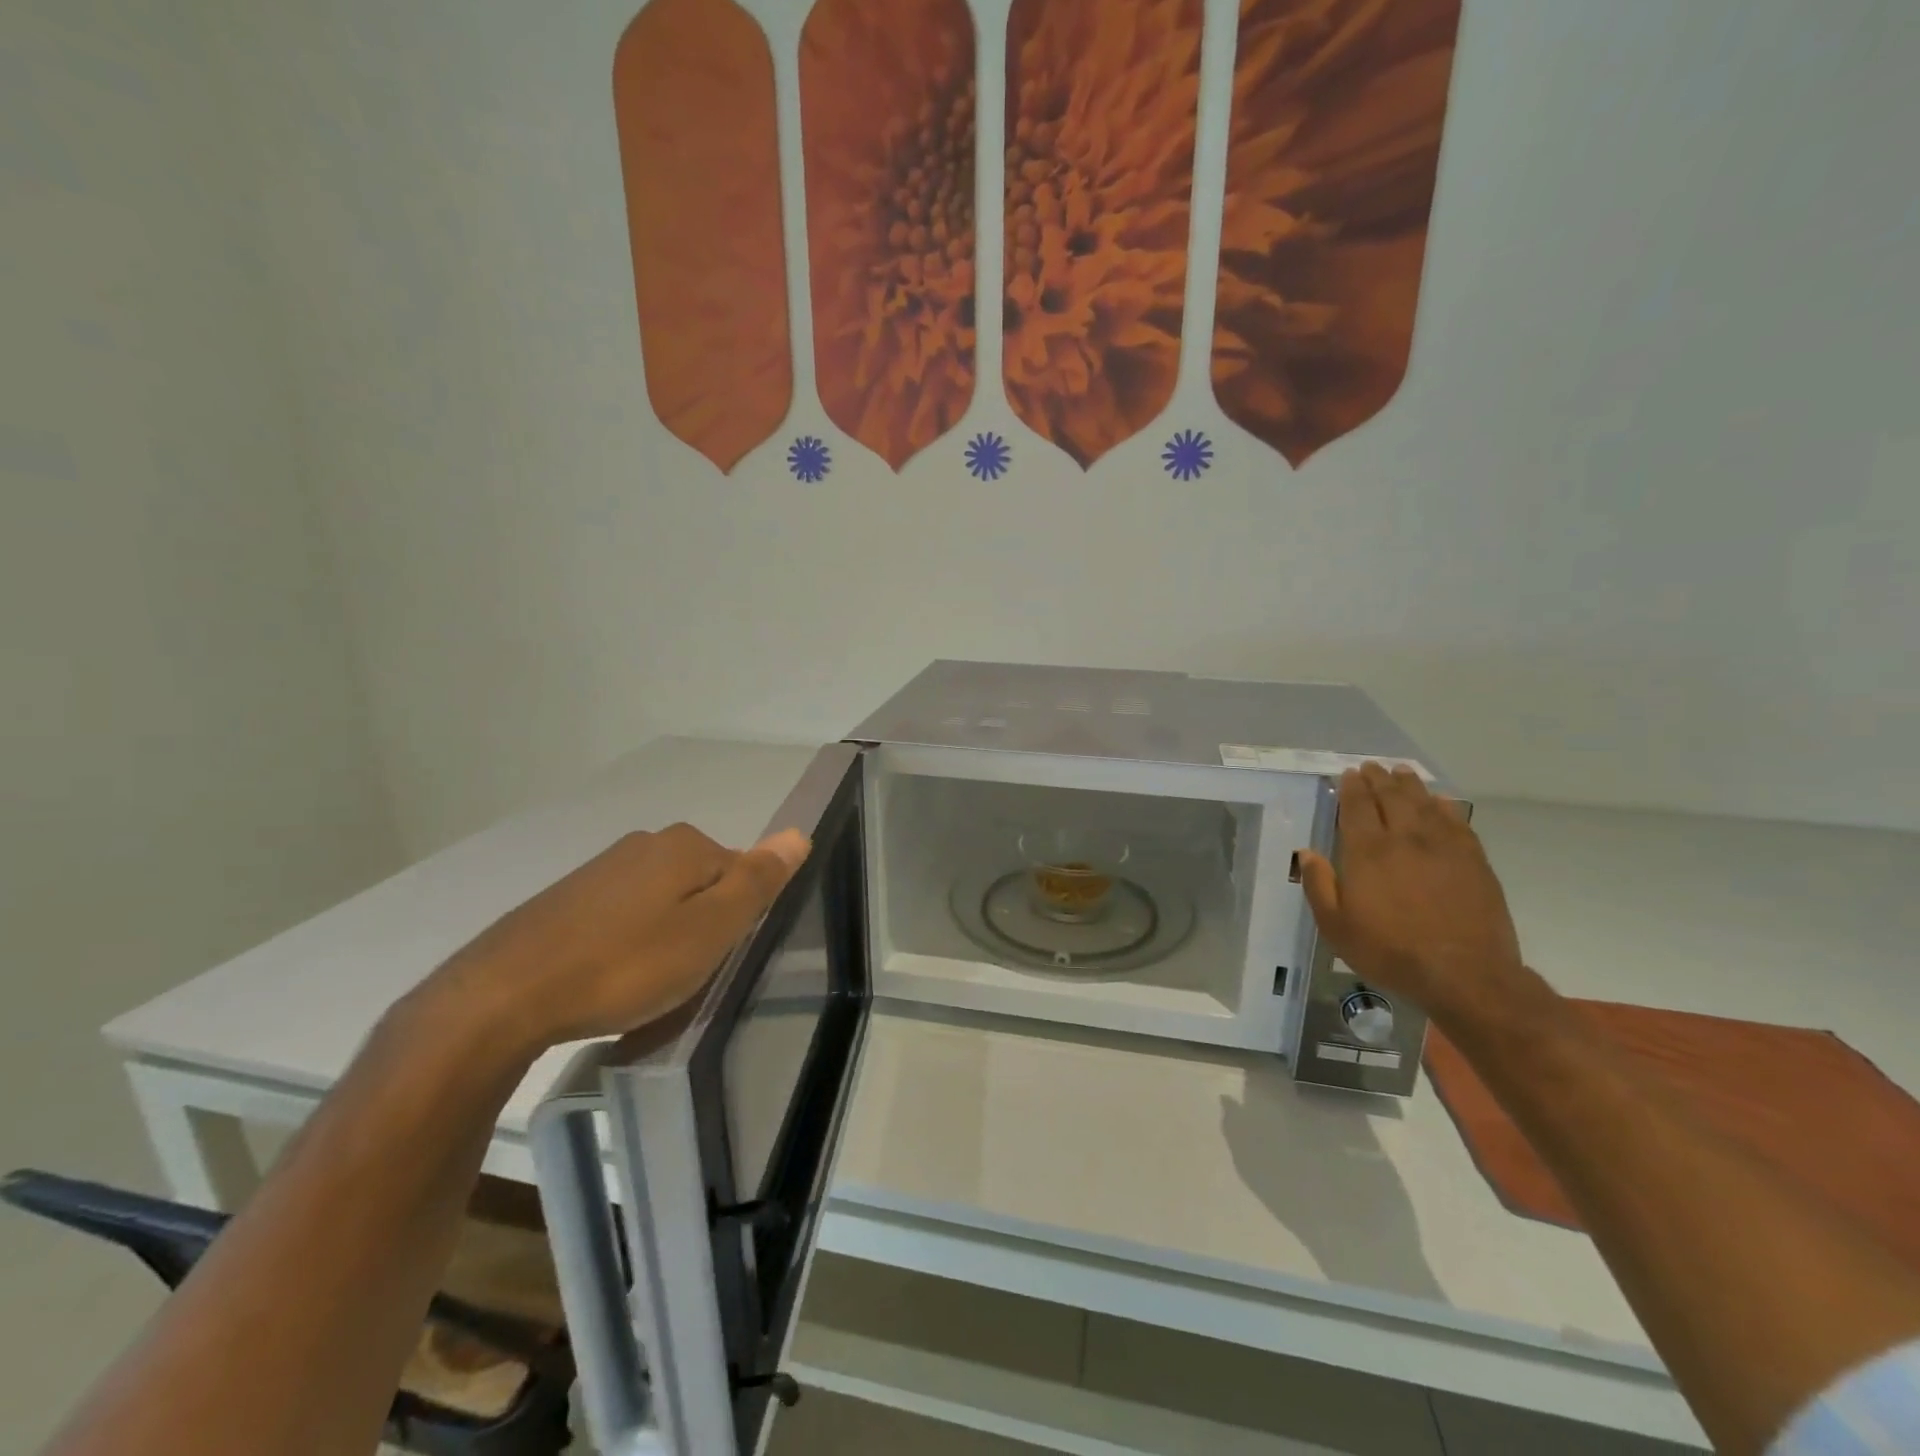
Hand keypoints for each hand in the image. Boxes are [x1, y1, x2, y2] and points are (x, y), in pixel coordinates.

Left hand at [428, 823, 810, 1054]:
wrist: (503, 997)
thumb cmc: (626, 965)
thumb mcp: (710, 930)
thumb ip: (758, 881)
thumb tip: (799, 834)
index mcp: (686, 845)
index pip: (742, 874)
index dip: (737, 920)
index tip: (714, 959)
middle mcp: (646, 843)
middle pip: (701, 885)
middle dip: (701, 926)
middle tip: (684, 977)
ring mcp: (602, 868)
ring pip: (661, 902)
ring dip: (664, 938)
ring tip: (645, 986)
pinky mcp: (568, 898)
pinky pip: (621, 917)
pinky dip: (626, 944)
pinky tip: (609, 979)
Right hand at [1296, 764, 1526, 1027]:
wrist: (1464, 974)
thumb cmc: (1390, 951)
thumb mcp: (1336, 927)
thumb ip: (1319, 886)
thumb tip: (1306, 853)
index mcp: (1367, 852)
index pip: (1357, 807)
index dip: (1351, 787)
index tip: (1348, 774)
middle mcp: (1404, 839)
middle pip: (1391, 797)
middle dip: (1379, 778)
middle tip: (1373, 767)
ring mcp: (1443, 847)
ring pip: (1424, 803)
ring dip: (1410, 785)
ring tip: (1402, 773)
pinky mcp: (1473, 860)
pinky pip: (1457, 821)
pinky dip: (1445, 806)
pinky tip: (1440, 802)